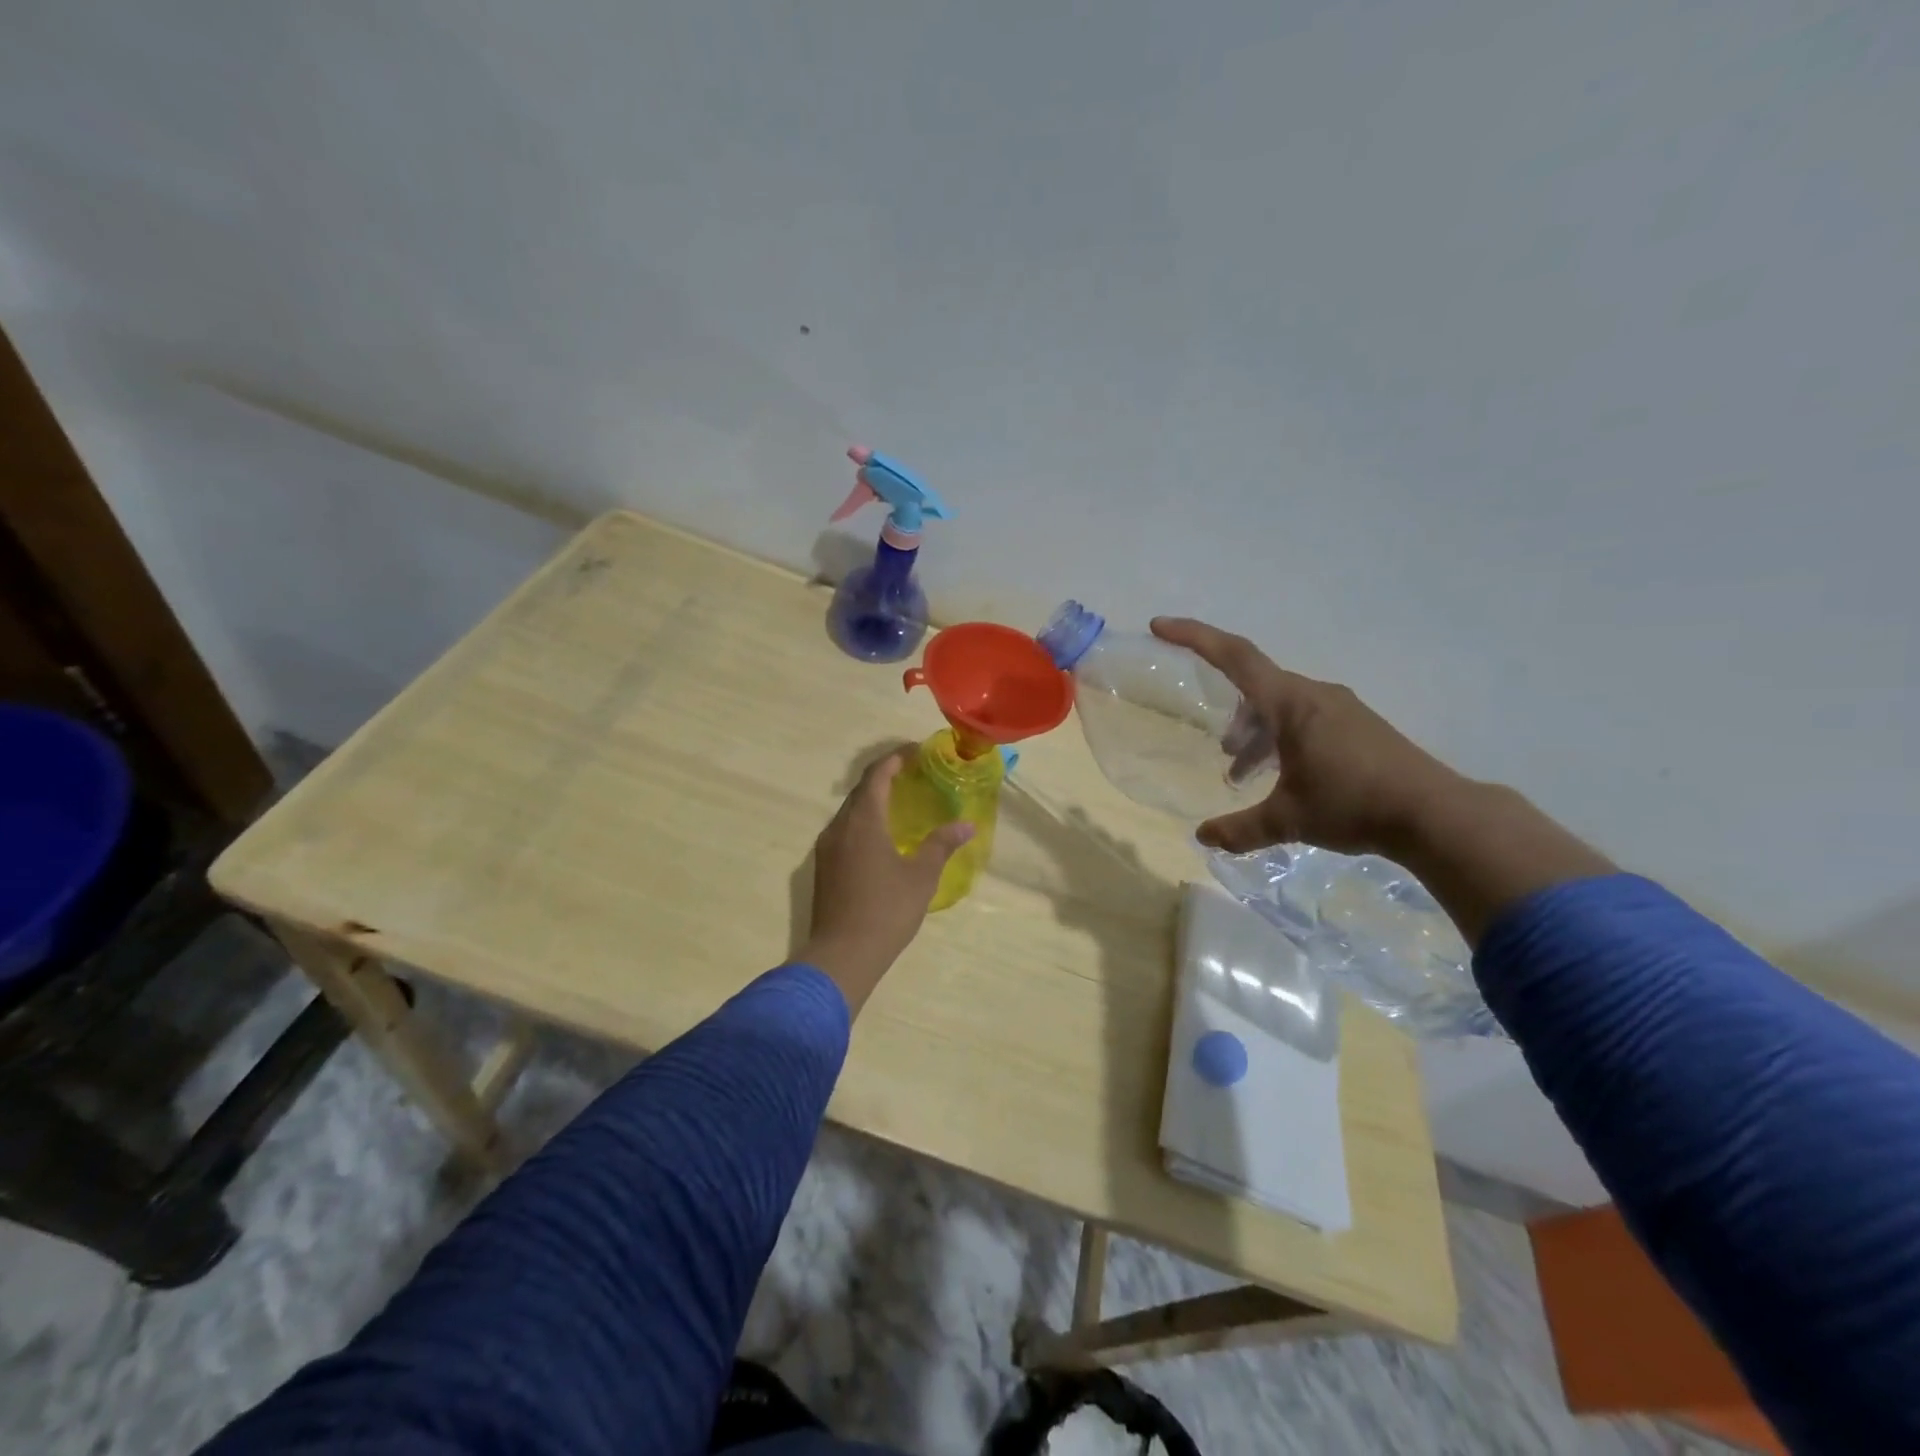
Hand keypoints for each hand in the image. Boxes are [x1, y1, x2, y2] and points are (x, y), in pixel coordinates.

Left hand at [799, 747, 973, 1012]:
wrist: (842, 955)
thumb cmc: (886, 910)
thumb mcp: (921, 876)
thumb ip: (942, 845)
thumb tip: (967, 825)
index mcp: (863, 821)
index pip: (877, 775)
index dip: (895, 758)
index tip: (916, 751)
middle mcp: (839, 827)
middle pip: (860, 790)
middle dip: (885, 777)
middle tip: (913, 774)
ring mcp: (826, 848)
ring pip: (850, 811)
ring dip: (872, 800)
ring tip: (900, 803)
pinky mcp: (823, 867)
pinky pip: (844, 831)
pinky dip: (863, 822)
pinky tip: (881, 837)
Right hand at [1151, 617, 1464, 856]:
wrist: (1435, 814)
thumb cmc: (1353, 804)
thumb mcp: (1288, 820)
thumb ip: (1240, 829)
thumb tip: (1202, 838)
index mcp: (1291, 703)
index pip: (1234, 656)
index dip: (1194, 637)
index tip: (1160, 626)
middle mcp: (1314, 696)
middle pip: (1257, 687)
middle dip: (1233, 716)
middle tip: (1224, 756)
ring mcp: (1341, 709)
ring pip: (1281, 707)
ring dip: (1257, 734)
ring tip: (1245, 774)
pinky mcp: (1358, 726)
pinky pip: (1305, 719)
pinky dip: (1282, 739)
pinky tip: (1285, 777)